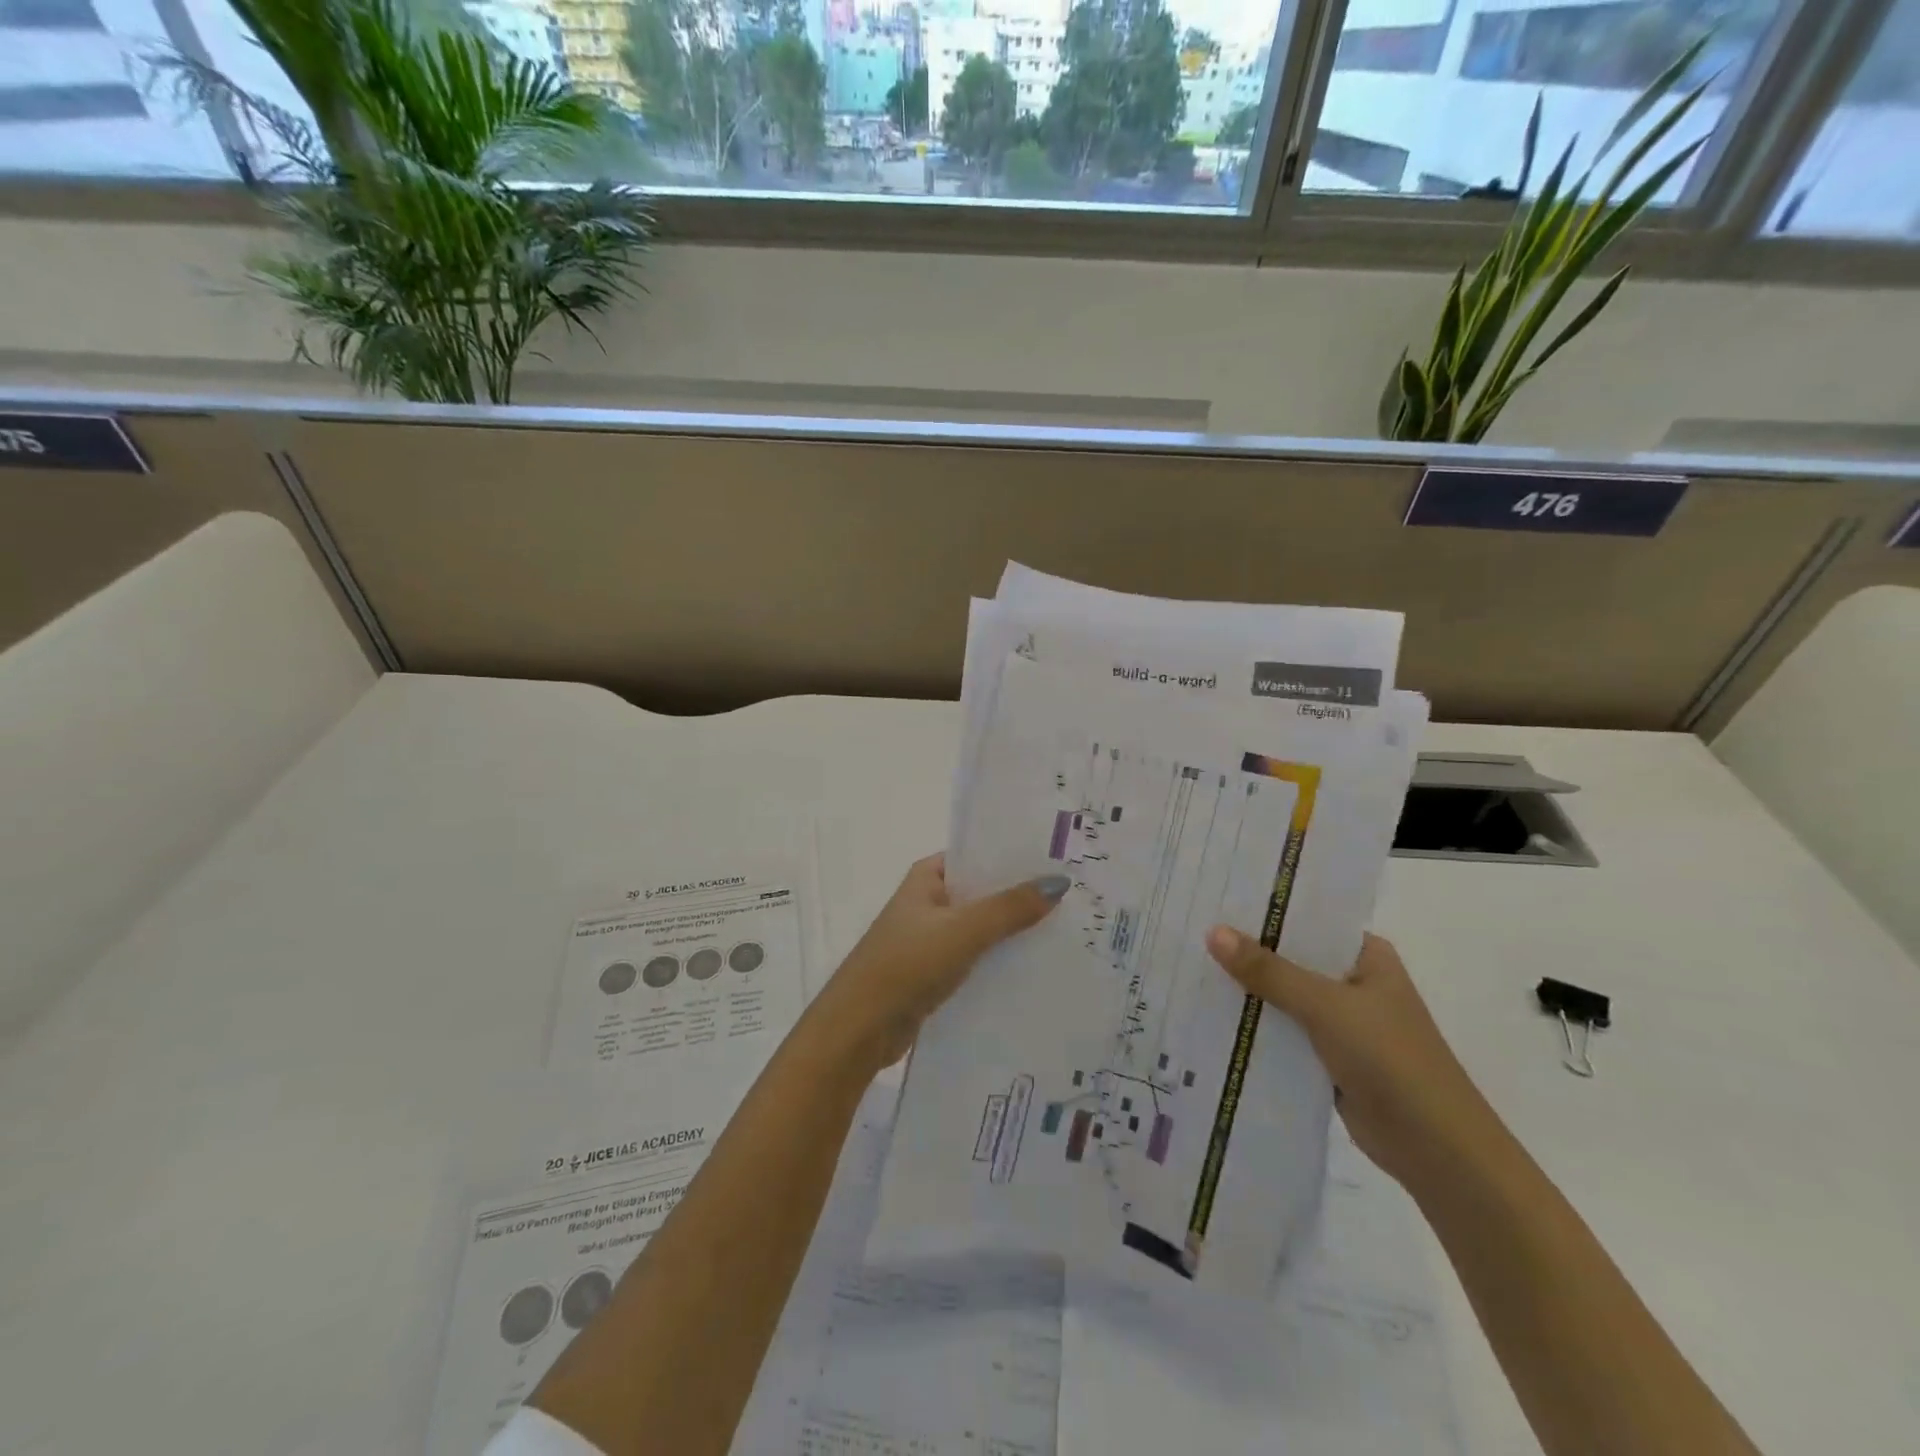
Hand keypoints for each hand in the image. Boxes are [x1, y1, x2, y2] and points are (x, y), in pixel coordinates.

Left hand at [815, 855, 1068, 1071]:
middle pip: (982, 891)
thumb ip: (1010, 908)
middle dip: (1020, 894)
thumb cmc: (907, 964)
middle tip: (1073, 893)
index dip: (1013, 855)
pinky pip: (976, 957)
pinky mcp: (935, 972)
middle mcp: (928, 902)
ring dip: (1013, 929)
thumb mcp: (963, 930)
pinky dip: (1000, 958)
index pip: (976, 854)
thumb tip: (1058, 881)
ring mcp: (931, 938)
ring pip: (981, 927)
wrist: (860, 1028)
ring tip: (1066, 927)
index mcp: (927, 877)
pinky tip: (1036, 964)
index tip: (1057, 857)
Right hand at [1205, 927, 1497, 1193]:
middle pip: (1291, 957)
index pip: (1308, 919)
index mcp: (1366, 956)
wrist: (1436, 1149)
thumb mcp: (1325, 1006)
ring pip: (1284, 996)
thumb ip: (1268, 971)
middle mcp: (1353, 981)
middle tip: (1190, 929)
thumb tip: (1213, 932)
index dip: (1264, 910)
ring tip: (1190, 966)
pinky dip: (1256, 1025)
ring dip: (1248, 990)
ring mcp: (1342, 1021)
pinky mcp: (1329, 1057)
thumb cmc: (1391, 1059)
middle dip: (1247, 950)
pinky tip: (1212, 1014)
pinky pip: (1284, 1031)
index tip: (1215, 898)